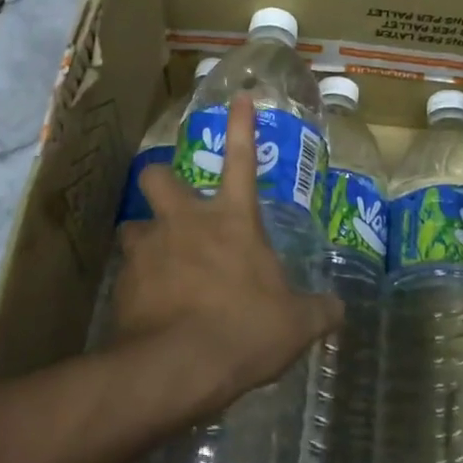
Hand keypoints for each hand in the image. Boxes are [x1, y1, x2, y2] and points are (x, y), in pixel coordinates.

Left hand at [110, 96, 341, 405]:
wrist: (179, 366)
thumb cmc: (245, 331)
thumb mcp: (296, 324)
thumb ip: (319, 311)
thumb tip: (339, 309)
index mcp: (232, 221)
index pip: (242, 159)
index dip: (242, 125)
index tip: (239, 97)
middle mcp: (184, 222)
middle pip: (158, 175)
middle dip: (162, 179)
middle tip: (172, 204)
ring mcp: (149, 248)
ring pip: (133, 226)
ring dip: (145, 240)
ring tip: (158, 266)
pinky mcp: (123, 281)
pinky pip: (128, 273)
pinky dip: (139, 285)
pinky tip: (149, 310)